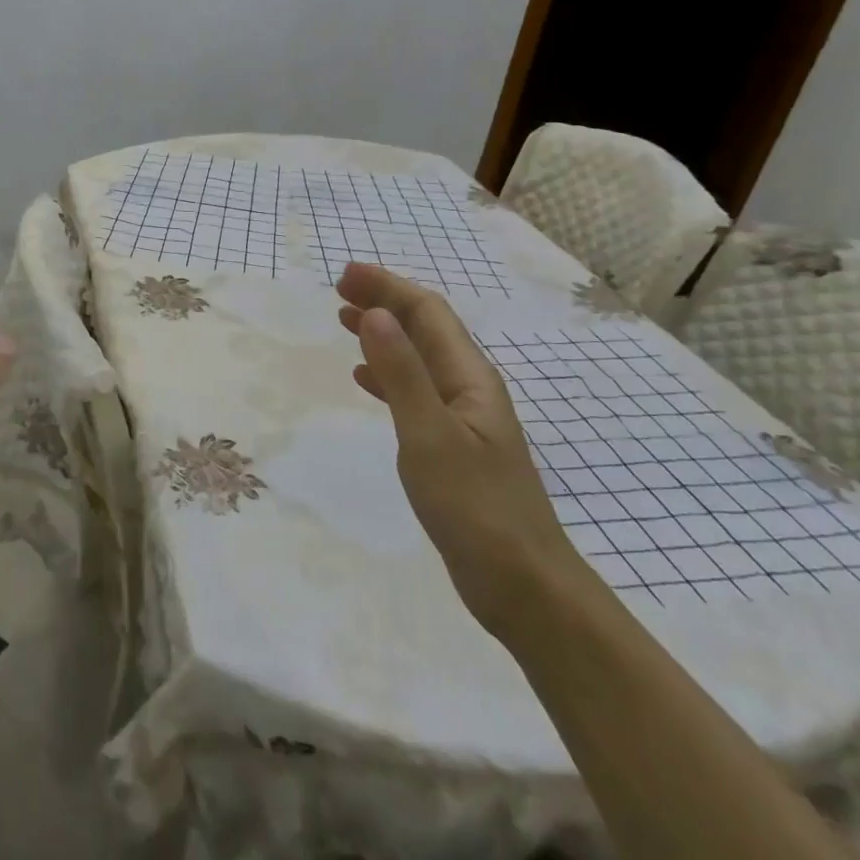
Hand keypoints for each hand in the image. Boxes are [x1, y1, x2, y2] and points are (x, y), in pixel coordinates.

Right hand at [336, 263, 585, 637]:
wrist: (521, 583)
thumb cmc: (475, 507)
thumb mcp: (429, 435)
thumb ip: (402, 374)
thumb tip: (376, 315)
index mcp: (470, 378)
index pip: (428, 313)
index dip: (387, 287)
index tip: (343, 275)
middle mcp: (469, 388)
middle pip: (426, 329)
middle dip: (385, 302)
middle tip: (338, 290)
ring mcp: (463, 418)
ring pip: (418, 358)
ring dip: (383, 334)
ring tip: (345, 321)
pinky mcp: (452, 446)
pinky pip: (415, 392)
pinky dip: (387, 375)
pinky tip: (364, 378)